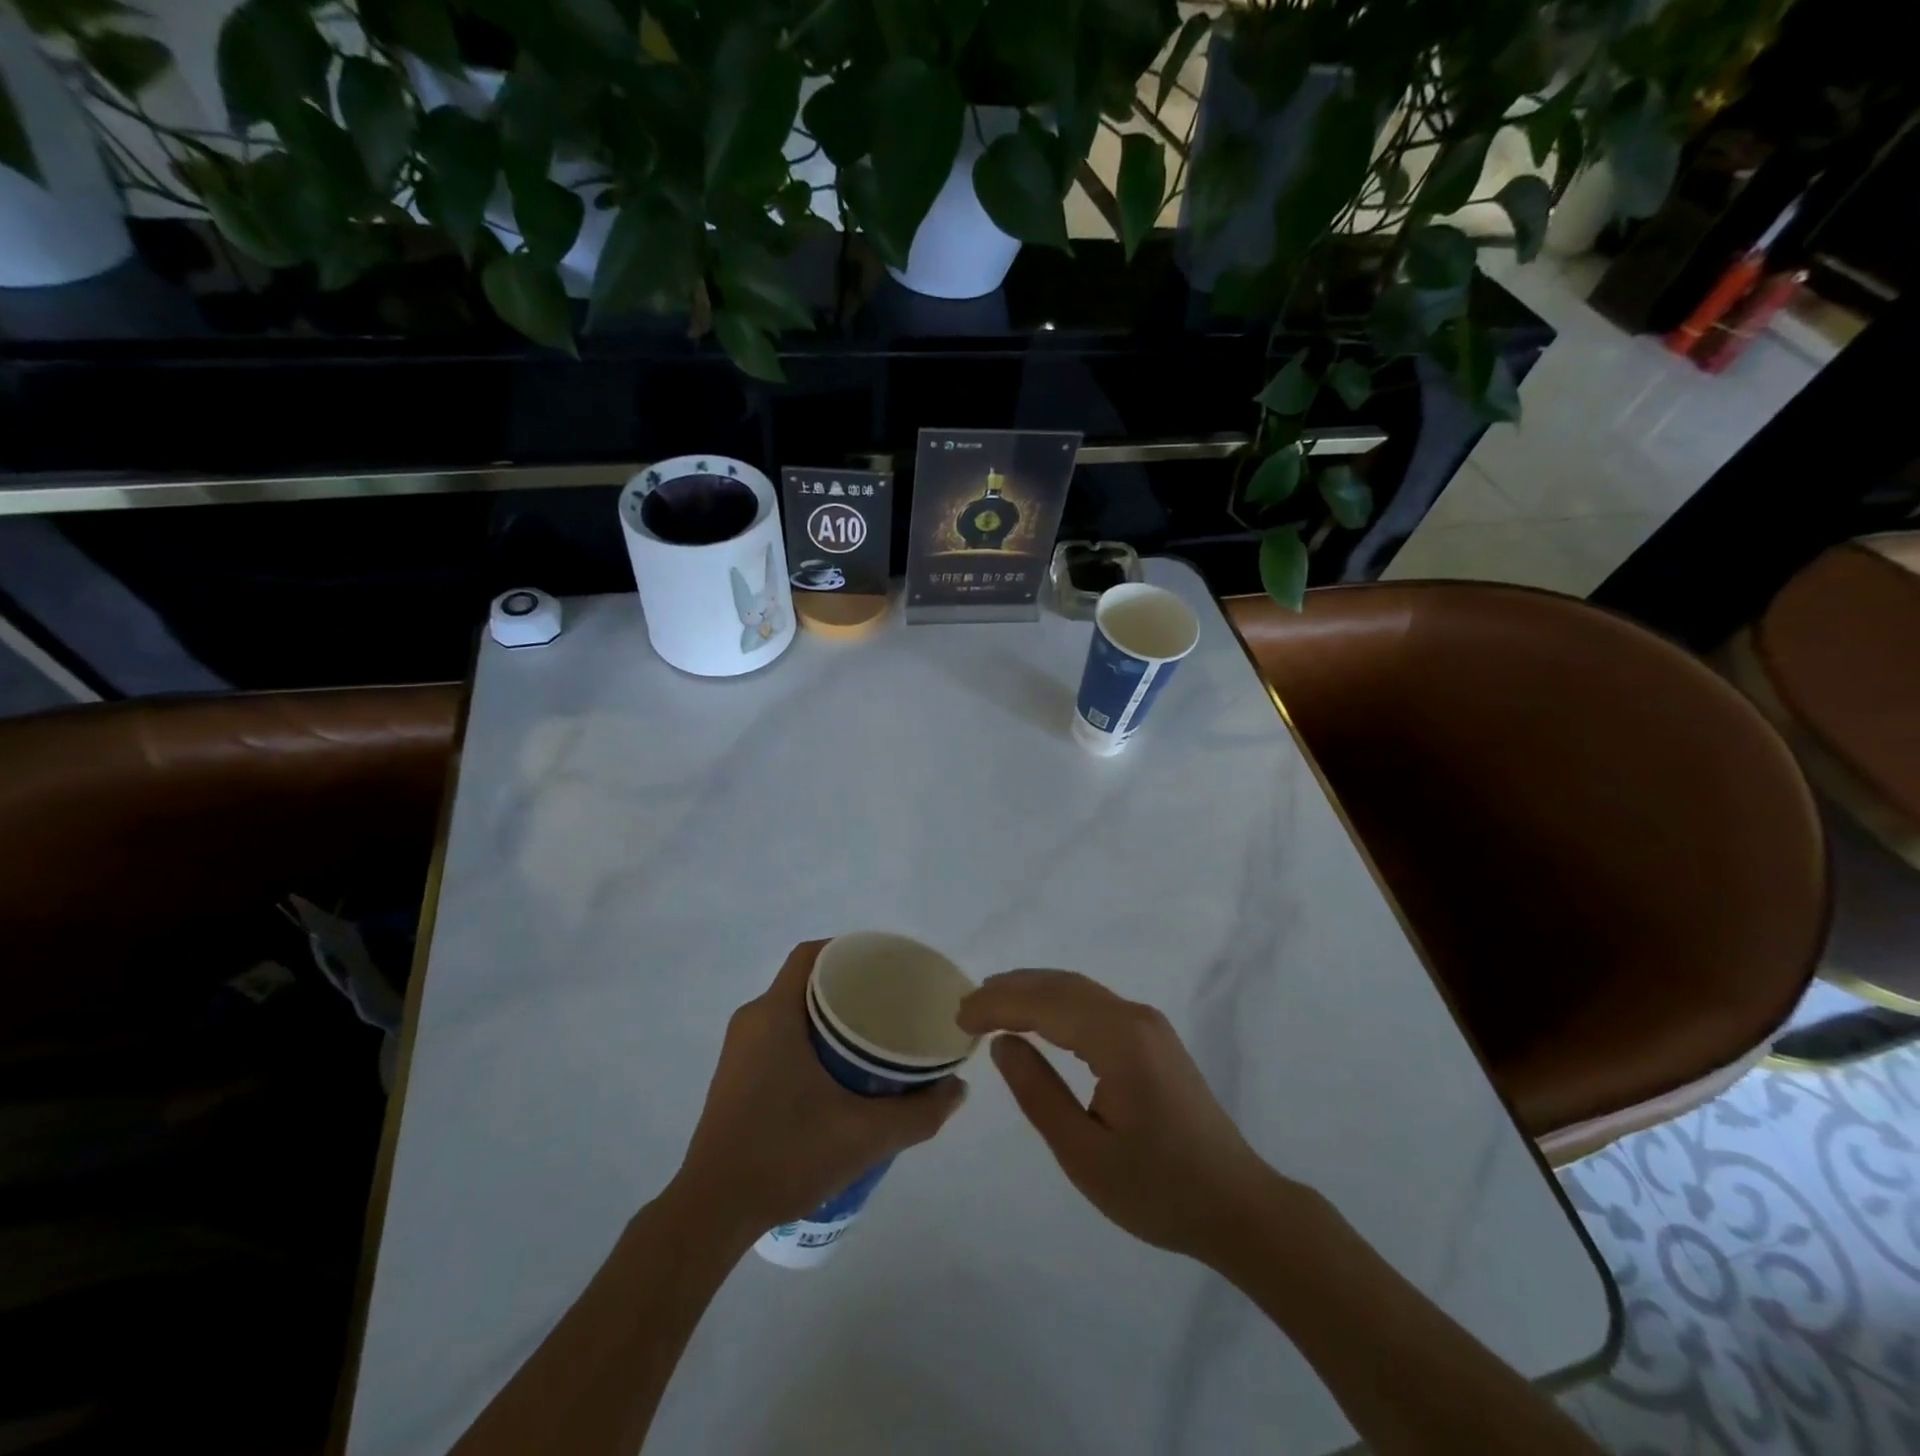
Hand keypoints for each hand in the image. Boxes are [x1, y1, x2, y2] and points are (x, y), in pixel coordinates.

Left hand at [673, 941, 966, 1235]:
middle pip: (805, 980)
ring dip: (828, 1015)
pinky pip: (777, 1034)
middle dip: (847, 985)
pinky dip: (809, 1037)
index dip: (848, 950)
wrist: (713, 1210)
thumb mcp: (865, 1135)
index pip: (811, 955)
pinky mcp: (734, 1075)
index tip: (885, 967)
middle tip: (889, 1004)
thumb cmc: (786, 1155)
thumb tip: (958, 1088)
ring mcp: (739, 1049)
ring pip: (791, 1009)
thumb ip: (920, 1112)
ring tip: (871, 1036)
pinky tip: (837, 1071)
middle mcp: (752, 1020)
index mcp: (775, 1014)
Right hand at [957, 969, 1287, 1263]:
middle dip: (1010, 989)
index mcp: (1119, 1040)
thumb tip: (1003, 1042)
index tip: (959, 1017)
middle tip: (967, 1008)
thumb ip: (1038, 1092)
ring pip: (1078, 989)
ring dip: (1032, 991)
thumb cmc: (1158, 1190)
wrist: (1237, 1205)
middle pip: (1061, 985)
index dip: (998, 1005)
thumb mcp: (1084, 1154)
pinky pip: (1094, 1004)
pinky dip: (1056, 1002)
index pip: (1045, 1004)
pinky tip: (1037, 1017)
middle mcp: (1135, 1017)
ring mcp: (1148, 1023)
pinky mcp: (1152, 1036)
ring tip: (990, 1004)